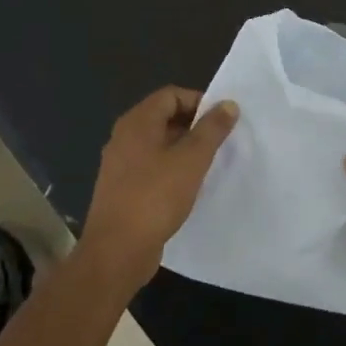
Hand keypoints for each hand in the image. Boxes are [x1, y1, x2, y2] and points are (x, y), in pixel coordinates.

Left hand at [81, 87, 238, 286]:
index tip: (222, 121)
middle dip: (194, 126)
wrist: (116, 251)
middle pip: (164, 117)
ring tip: (209, 164)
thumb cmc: (155, 197)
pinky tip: (188, 187)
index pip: (171, 95)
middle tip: (220, 142)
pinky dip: (171, 168)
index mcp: (137, 122)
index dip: (199, 102)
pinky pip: (151, 166)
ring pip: (158, 144)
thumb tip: (228, 104)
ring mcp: (120, 164)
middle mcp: (124, 137)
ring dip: (184, 149)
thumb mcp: (192, 160)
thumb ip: (211, 129)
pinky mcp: (122, 188)